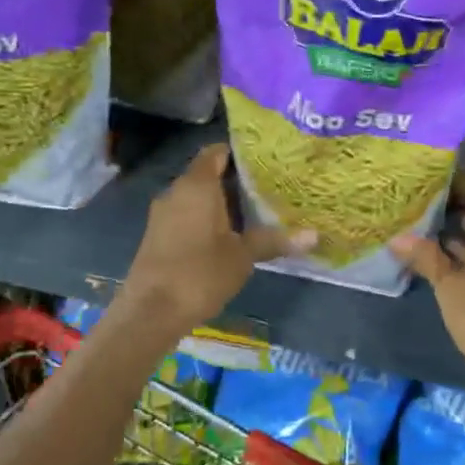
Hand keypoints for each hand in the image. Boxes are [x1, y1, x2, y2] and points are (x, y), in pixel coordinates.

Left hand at [123, 145, 313, 332]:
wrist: (150, 312)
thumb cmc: (200, 274)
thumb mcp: (243, 256)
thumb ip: (274, 240)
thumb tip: (314, 235)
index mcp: (197, 185)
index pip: (217, 151)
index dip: (240, 152)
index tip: (267, 161)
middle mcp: (176, 191)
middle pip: (209, 174)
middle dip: (237, 181)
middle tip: (271, 188)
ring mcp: (163, 214)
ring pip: (197, 197)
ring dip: (222, 203)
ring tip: (256, 212)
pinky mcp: (158, 235)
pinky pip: (186, 215)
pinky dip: (207, 220)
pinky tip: (229, 236)